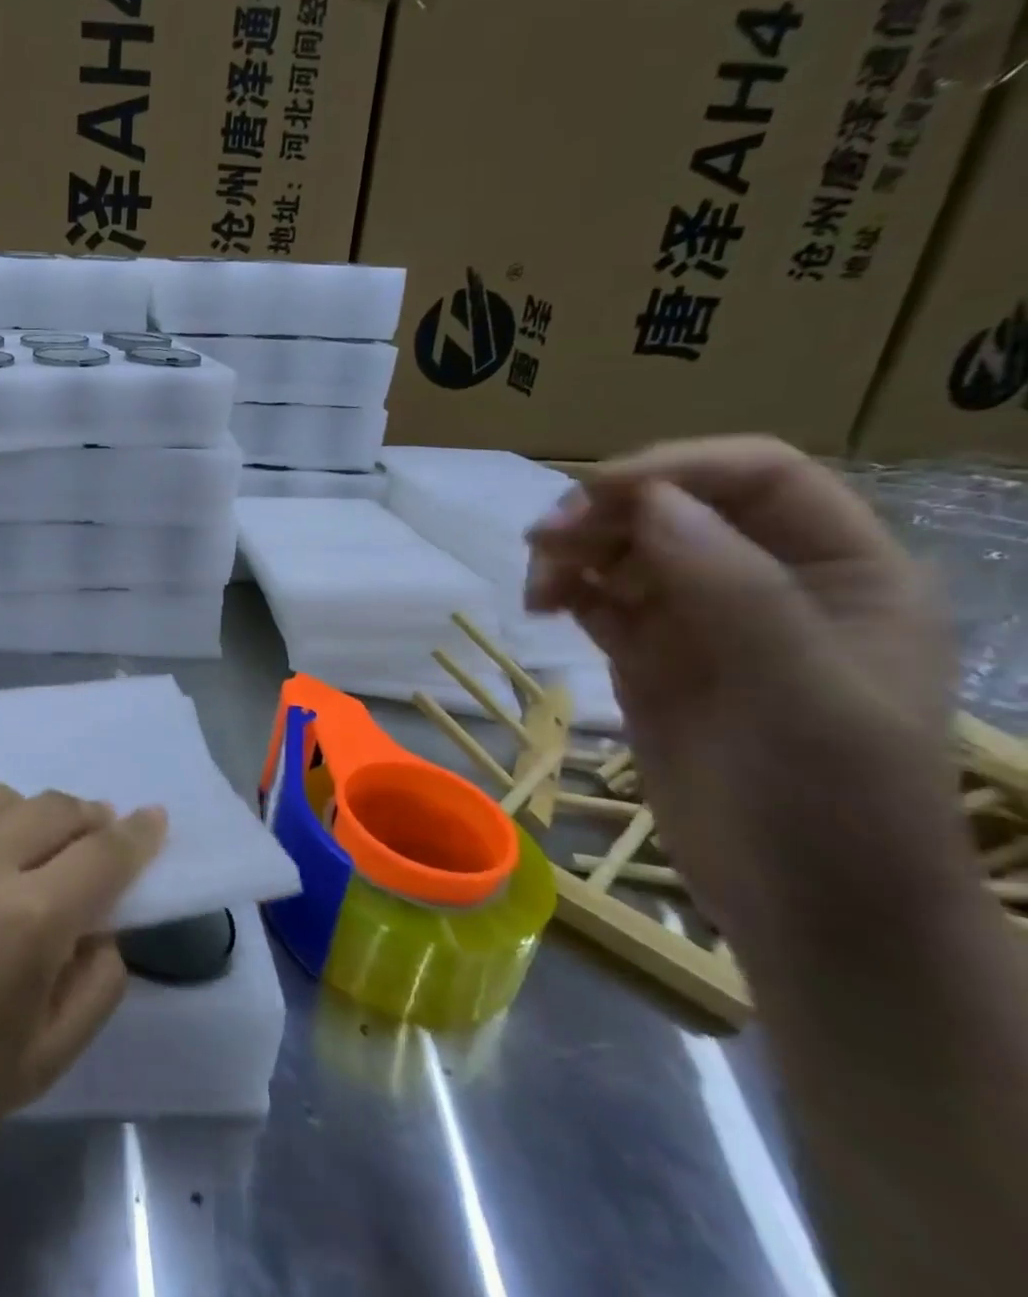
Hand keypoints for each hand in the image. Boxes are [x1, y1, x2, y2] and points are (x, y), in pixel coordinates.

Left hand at [0, 782, 164, 1164]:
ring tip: (12, 845)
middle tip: (88, 831)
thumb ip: (97, 986)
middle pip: (53, 808)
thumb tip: (105, 924)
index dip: (137, 834)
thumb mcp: (43, 1062)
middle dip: (84, 817)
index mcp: (26, 920)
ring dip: (18, 815)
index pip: (104, 854)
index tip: (153, 817)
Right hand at [524, 435, 963, 949]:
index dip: (675, 469)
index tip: (592, 495)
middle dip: (606, 512)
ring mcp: (705, 622)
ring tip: (537, 587)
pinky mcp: (652, 657)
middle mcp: (771, 582)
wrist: (807, 911)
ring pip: (627, 550)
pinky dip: (567, 589)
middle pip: (676, 506)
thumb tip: (650, 502)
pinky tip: (543, 605)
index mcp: (843, 571)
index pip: (757, 477)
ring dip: (575, 551)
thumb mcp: (803, 693)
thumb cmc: (835, 805)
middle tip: (543, 542)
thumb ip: (735, 588)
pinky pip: (602, 598)